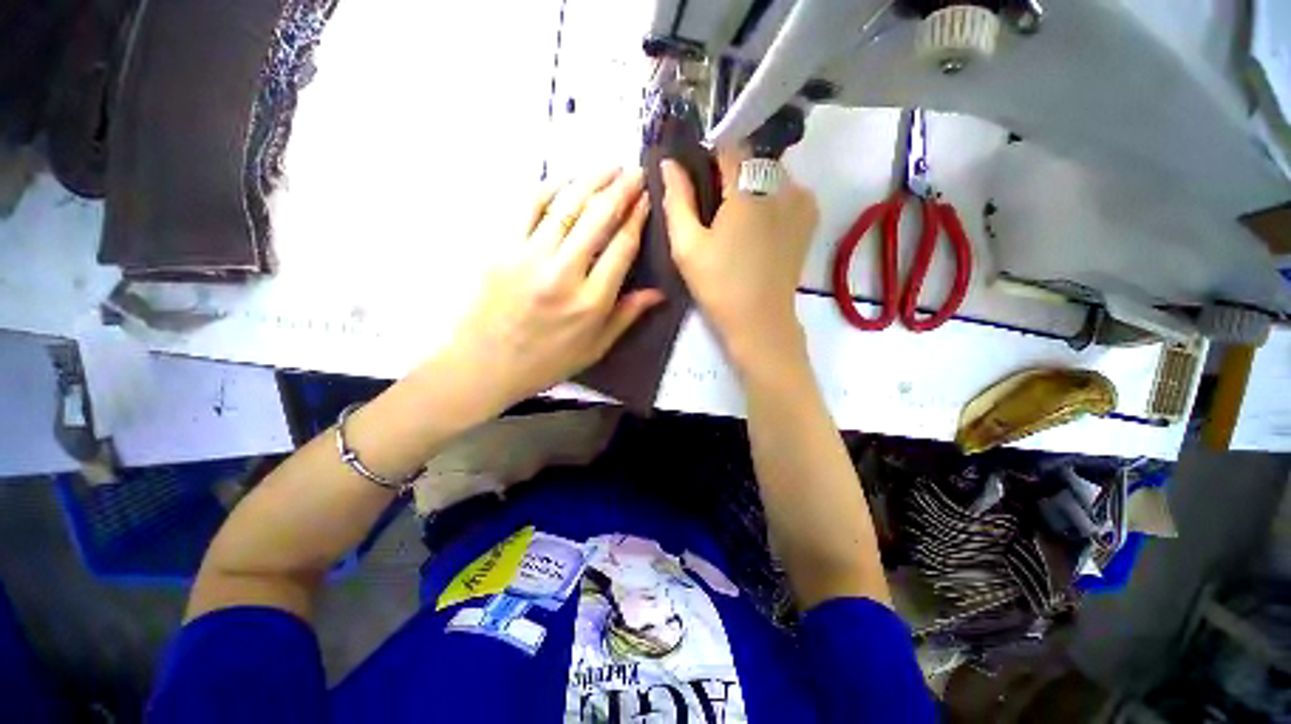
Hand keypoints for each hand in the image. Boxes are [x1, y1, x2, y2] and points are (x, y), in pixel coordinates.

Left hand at [449, 168, 662, 408]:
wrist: (484, 365)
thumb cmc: (546, 362)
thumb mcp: (595, 347)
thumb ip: (627, 316)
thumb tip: (658, 293)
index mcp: (591, 302)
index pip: (622, 247)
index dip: (637, 217)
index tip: (647, 199)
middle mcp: (563, 274)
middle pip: (598, 217)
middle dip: (621, 189)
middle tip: (635, 171)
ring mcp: (528, 257)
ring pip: (565, 205)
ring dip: (590, 180)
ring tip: (609, 166)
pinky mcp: (501, 248)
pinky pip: (527, 206)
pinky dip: (550, 188)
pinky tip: (566, 181)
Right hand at [661, 150, 817, 367]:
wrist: (760, 320)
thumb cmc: (719, 285)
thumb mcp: (687, 246)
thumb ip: (677, 199)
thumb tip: (669, 164)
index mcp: (749, 188)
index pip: (728, 146)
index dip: (708, 158)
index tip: (696, 182)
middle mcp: (783, 183)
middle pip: (751, 159)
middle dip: (729, 174)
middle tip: (713, 210)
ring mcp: (801, 200)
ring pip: (769, 173)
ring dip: (749, 186)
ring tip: (734, 222)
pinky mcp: (809, 217)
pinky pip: (785, 190)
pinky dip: (768, 198)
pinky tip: (756, 227)